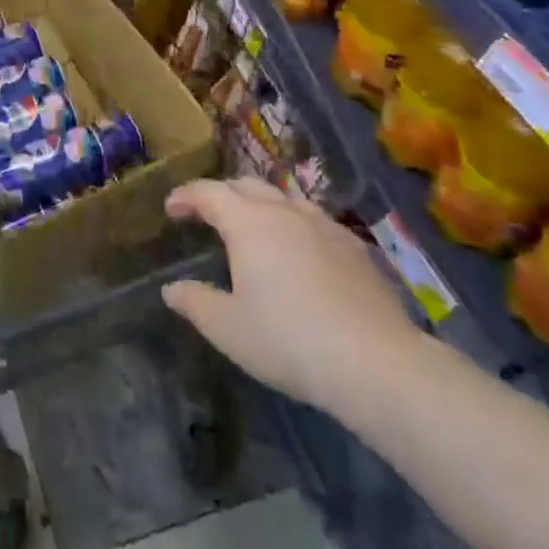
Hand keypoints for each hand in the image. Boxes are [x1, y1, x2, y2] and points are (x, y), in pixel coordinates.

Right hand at [162, 178, 422, 414]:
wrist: (377, 363)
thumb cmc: (289, 341)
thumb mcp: (229, 329)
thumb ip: (196, 303)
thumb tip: (171, 289)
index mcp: (247, 222)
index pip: (208, 193)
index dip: (185, 196)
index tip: (171, 208)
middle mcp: (284, 211)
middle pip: (246, 186)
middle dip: (222, 194)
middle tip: (208, 214)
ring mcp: (324, 225)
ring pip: (284, 198)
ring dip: (261, 205)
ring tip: (255, 227)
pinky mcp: (355, 247)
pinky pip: (315, 221)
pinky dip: (296, 225)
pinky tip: (301, 251)